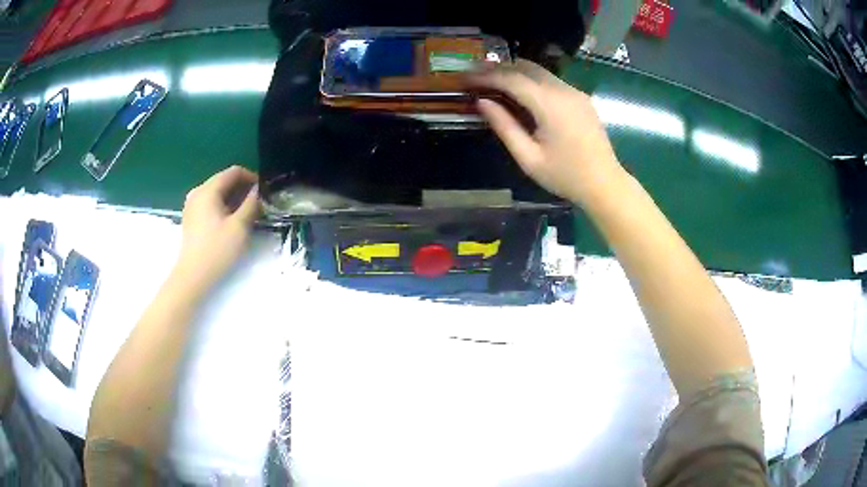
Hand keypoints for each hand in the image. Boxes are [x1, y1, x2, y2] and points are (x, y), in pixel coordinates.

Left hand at [176, 166, 259, 290]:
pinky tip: (231, 221)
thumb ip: (251, 204)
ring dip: (234, 199)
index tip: (264, 192)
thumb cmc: (217, 250)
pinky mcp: (191, 217)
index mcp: (208, 190)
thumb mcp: (240, 226)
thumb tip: (258, 190)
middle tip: (258, 204)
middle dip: (242, 189)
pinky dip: (223, 206)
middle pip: (224, 181)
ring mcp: (192, 205)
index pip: (234, 172)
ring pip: (217, 193)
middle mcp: (198, 192)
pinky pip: (210, 203)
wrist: (193, 276)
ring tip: (247, 214)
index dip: (251, 177)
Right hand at [472, 59, 623, 204]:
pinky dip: (530, 80)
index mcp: (550, 104)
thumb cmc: (565, 176)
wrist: (605, 184)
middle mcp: (563, 90)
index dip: (484, 76)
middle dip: (497, 68)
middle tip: (474, 76)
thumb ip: (504, 126)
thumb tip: (482, 102)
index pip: (510, 78)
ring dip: (513, 72)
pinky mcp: (580, 97)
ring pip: (538, 70)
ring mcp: (574, 91)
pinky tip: (519, 93)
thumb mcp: (528, 158)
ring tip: (491, 82)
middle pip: (524, 66)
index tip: (463, 79)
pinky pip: (550, 80)